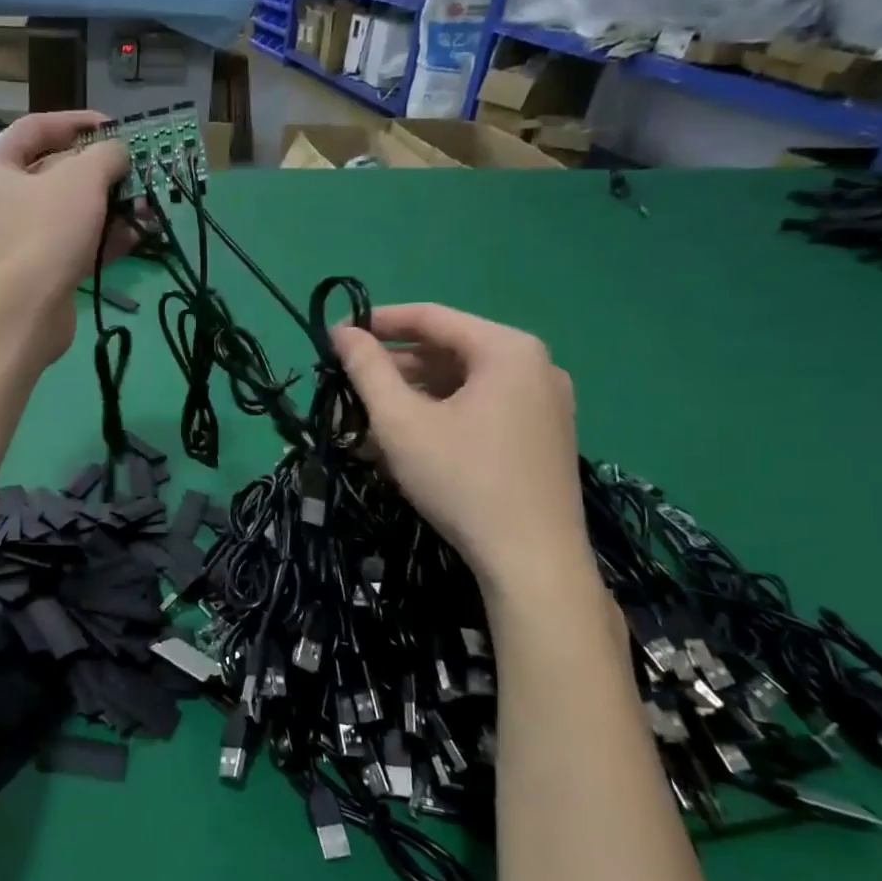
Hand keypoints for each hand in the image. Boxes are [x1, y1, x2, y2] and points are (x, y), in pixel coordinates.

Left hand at [0, 111, 134, 356]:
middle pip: (58, 172)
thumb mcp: (81, 179)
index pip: (36, 128)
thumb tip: (117, 153)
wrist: (20, 314)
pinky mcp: (42, 272)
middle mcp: (3, 199)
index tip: (115, 127)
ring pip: (73, 212)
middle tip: (138, 170)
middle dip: (103, 171)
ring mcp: (22, 238)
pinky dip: (106, 239)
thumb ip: (106, 156)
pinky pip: (77, 245)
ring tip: (148, 205)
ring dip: (112, 207)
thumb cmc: (43, 232)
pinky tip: (139, 235)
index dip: (77, 122)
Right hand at [331, 304, 587, 587]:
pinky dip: (442, 415)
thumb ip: (367, 369)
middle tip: (348, 387)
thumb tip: (342, 332)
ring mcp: (545, 402)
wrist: (533, 563)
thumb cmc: (462, 480)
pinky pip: (483, 408)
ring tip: (369, 421)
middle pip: (449, 350)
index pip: (431, 317)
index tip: (336, 336)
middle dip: (394, 369)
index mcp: (507, 349)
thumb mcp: (401, 422)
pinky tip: (408, 441)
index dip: (378, 323)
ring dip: (413, 396)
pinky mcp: (544, 435)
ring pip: (463, 383)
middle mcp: (535, 364)